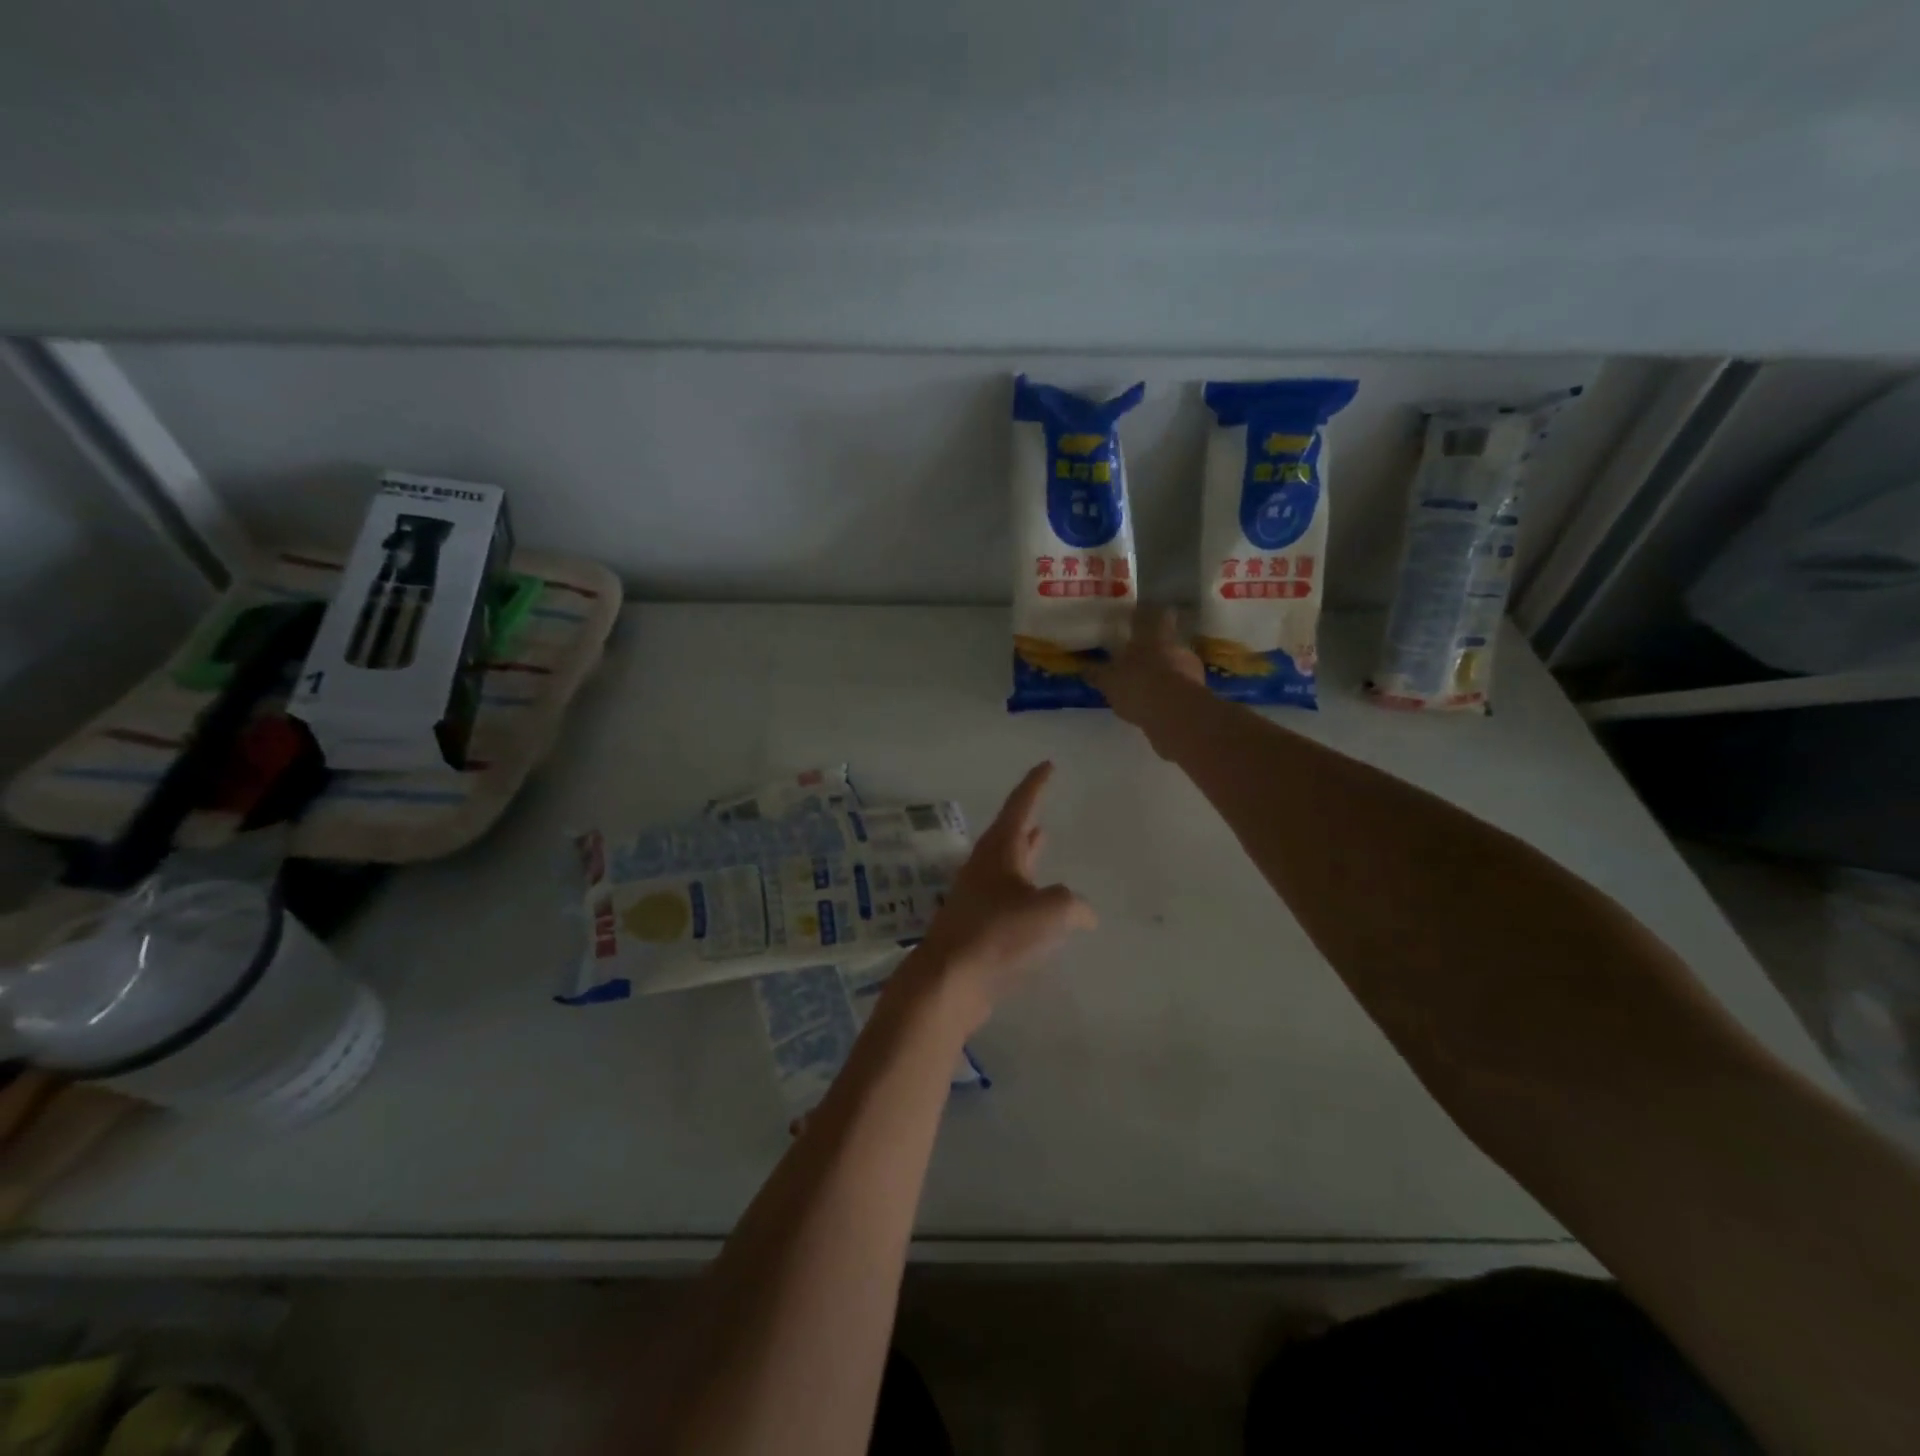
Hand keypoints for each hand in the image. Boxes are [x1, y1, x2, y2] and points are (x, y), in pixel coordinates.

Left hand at [901, 762, 1094, 1034]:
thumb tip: (1082, 913)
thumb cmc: (998, 933)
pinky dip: (1027, 891)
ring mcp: (979, 896)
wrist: (950, 980)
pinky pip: (1008, 898)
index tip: (1048, 765)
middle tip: (1042, 803)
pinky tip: (1041, 906)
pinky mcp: (978, 925)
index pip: (1021, 805)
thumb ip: (1073, 904)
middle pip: (1010, 833)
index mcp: (999, 850)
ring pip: (1009, 865)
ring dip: (1027, 853)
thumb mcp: (1051, 911)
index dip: (1036, 784)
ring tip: (1044, 841)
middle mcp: (986, 867)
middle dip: (1028, 819)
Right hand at [1088, 608, 1204, 739]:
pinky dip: (1170, 694)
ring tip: (1147, 688)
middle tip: (1139, 660)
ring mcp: (1191, 669)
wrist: (1176, 715)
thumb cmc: (1138, 686)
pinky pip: (1181, 689)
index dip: (1149, 615)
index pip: (1157, 615)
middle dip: (1154, 650)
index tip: (1140, 618)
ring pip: (1175, 666)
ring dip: (1164, 674)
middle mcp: (1176, 647)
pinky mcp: (1198, 693)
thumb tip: (1083, 668)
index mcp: (1154, 636)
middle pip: (1167, 642)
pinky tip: (1157, 706)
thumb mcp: (1109, 681)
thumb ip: (1097, 674)